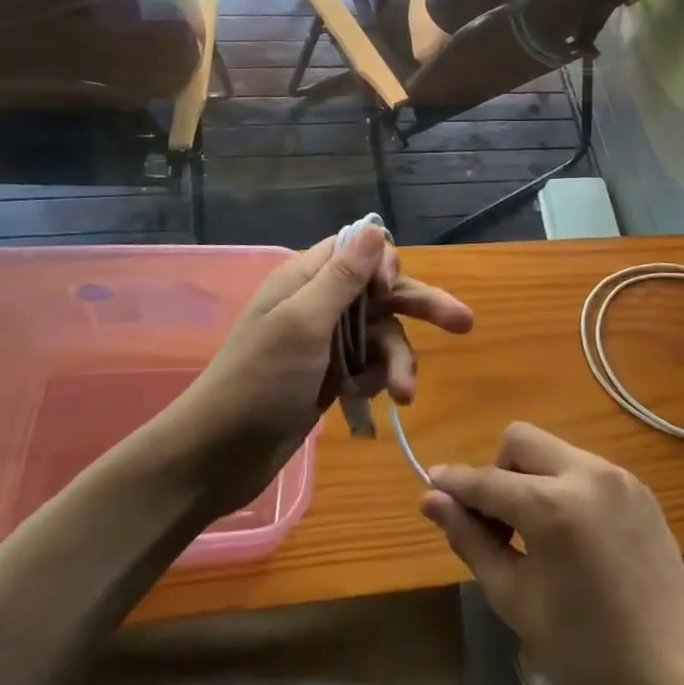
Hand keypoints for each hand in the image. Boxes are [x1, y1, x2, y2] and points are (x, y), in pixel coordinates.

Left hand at [168, 225, 472, 513]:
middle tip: (464, 323)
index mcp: (306, 278)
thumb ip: (342, 276)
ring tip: (404, 394)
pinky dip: (380, 378)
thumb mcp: (303, 323)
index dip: (383, 264)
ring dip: (397, 360)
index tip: (390, 291)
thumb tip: (374, 228)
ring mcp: (327, 342)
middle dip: (420, 307)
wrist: (219, 456)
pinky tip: (379, 399)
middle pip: (381, 292)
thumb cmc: (260, 381)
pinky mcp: (332, 376)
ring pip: (382, 334)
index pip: (358, 249)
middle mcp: (320, 303)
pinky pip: (371, 364)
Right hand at [420, 424, 683, 684]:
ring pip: (554, 451)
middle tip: (497, 525)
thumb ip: (471, 542)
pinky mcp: (639, 488)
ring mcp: (618, 476)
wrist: (680, 679)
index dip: (455, 483)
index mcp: (553, 505)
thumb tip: (432, 500)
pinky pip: (585, 468)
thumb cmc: (588, 653)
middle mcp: (586, 473)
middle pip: (521, 441)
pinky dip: (563, 487)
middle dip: (498, 471)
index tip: (431, 485)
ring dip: (530, 479)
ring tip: (533, 535)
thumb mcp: (517, 602)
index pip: (488, 480)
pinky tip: (570, 536)